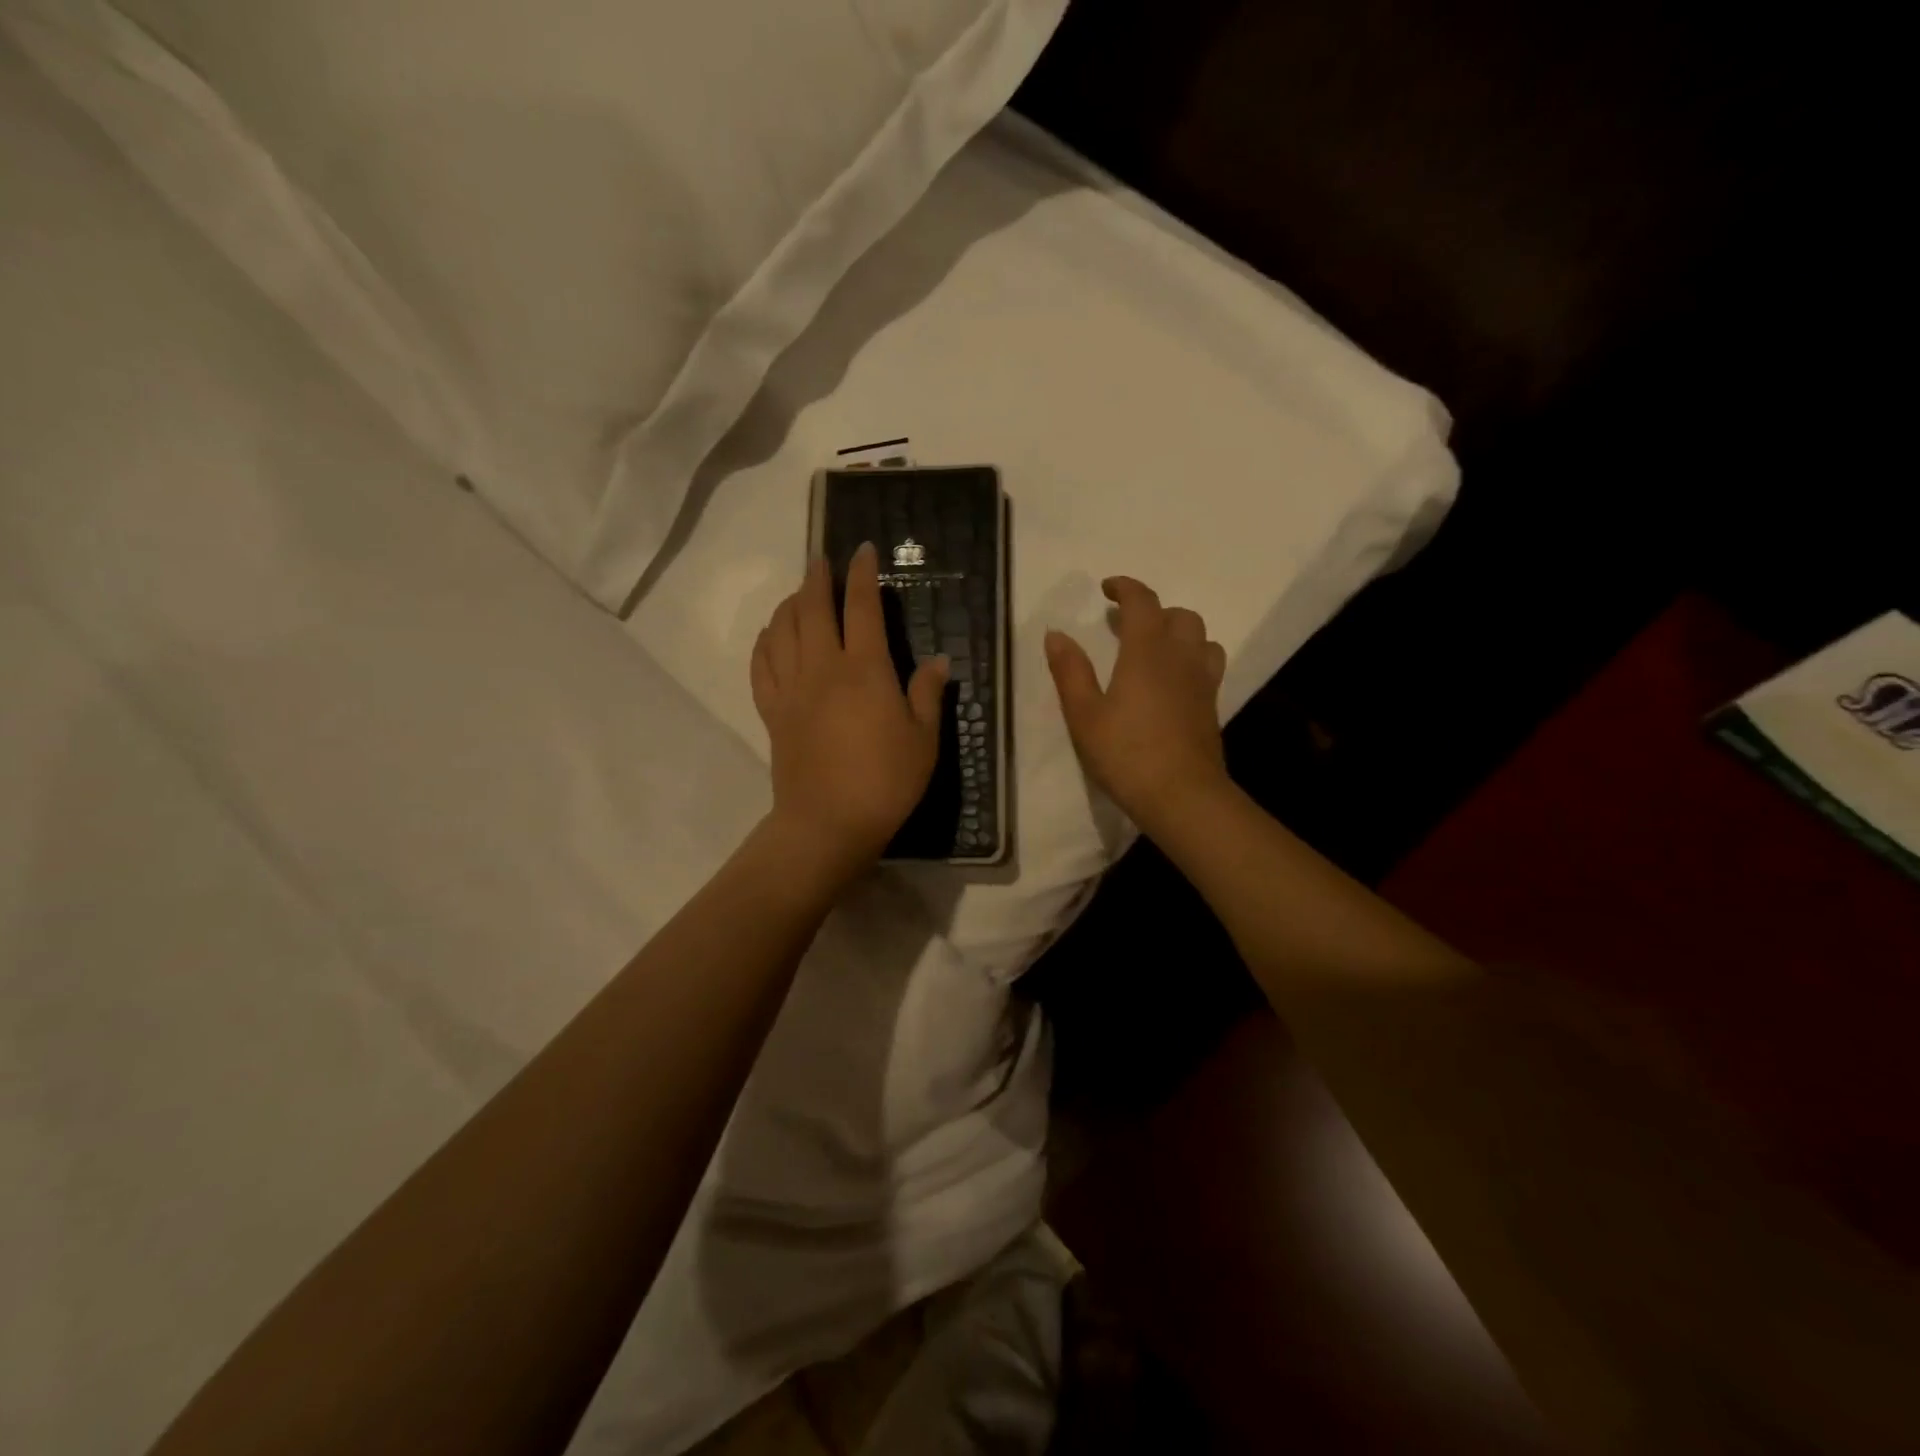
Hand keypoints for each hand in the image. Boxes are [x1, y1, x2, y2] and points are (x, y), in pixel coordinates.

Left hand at [751, 543, 948, 880]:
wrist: (828, 824)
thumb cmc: (885, 782)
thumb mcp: (923, 740)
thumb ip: (927, 694)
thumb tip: (939, 661)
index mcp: (865, 670)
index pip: (861, 607)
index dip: (860, 574)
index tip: (860, 549)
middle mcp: (823, 668)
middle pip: (812, 608)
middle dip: (817, 578)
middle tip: (821, 560)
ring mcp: (791, 689)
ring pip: (782, 630)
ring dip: (789, 604)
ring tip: (798, 594)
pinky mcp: (772, 712)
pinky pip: (761, 665)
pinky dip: (764, 642)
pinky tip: (771, 636)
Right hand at [1045, 576, 1228, 835]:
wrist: (1182, 796)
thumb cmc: (1126, 753)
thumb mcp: (1084, 714)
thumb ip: (1070, 671)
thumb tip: (1056, 633)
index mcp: (1147, 651)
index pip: (1143, 602)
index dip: (1125, 588)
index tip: (1107, 589)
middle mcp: (1181, 657)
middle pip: (1179, 615)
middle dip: (1153, 611)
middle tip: (1126, 625)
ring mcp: (1202, 682)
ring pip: (1201, 638)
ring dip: (1178, 633)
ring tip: (1154, 650)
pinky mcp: (1212, 706)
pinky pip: (1207, 665)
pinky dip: (1190, 658)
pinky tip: (1171, 682)